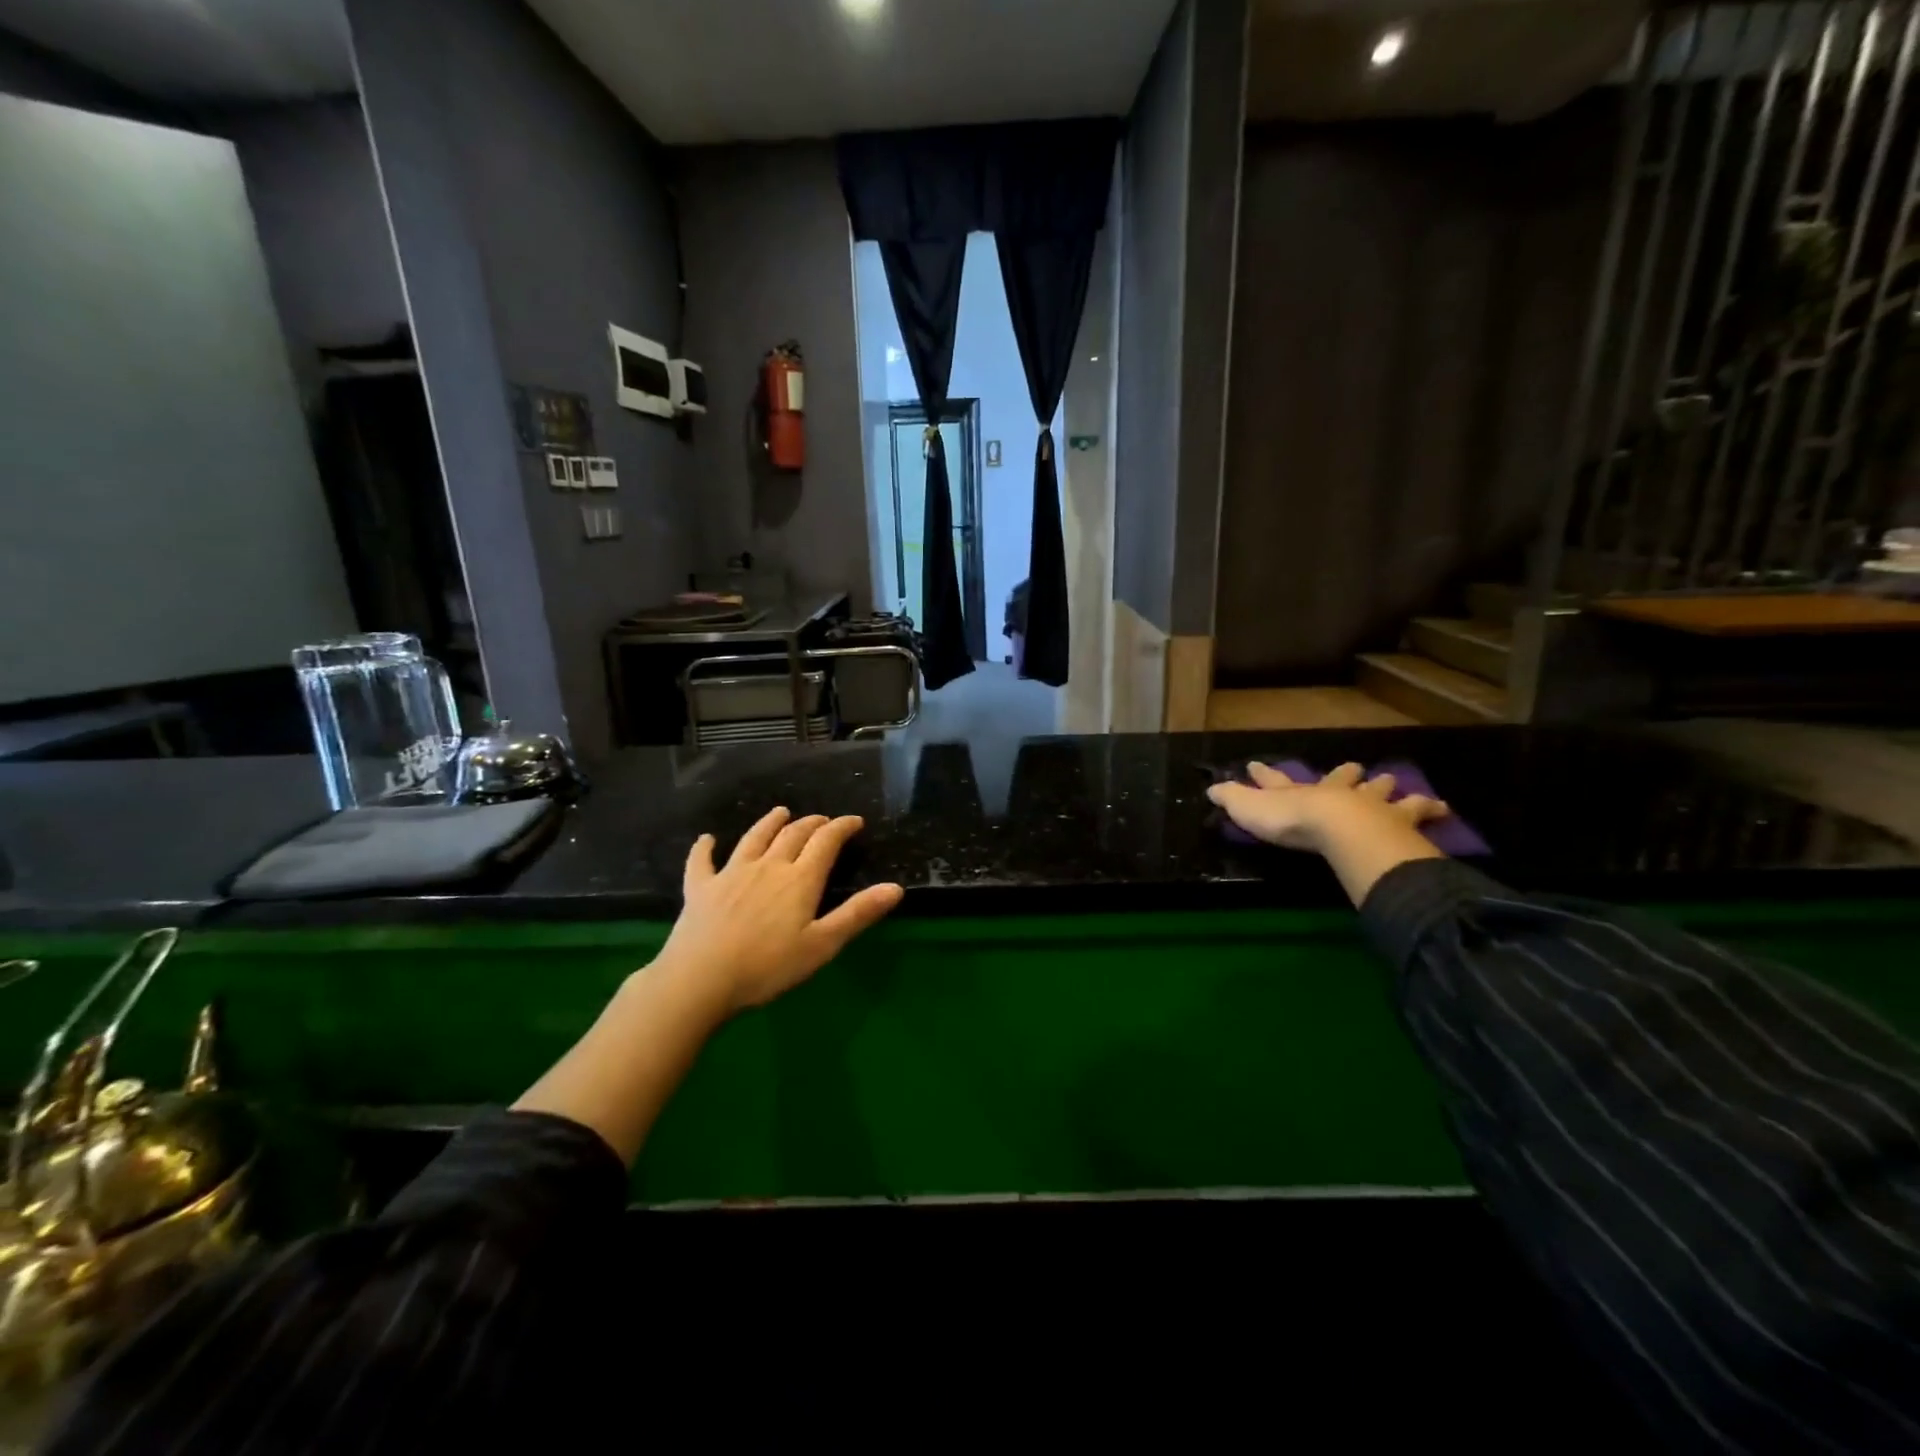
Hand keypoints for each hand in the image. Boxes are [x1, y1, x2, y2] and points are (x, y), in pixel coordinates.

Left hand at [655, 807, 903, 1015]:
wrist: (700, 980)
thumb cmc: (768, 967)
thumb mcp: (822, 945)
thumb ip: (858, 914)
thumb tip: (895, 887)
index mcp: (799, 879)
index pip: (826, 842)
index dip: (842, 827)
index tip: (855, 821)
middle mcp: (768, 866)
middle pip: (792, 834)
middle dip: (811, 824)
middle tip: (822, 821)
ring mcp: (731, 873)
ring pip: (754, 838)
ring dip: (769, 823)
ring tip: (780, 812)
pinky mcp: (700, 887)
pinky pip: (702, 860)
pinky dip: (705, 847)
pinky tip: (707, 839)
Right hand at [1207, 761, 1449, 852]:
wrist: (1341, 830)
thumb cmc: (1292, 821)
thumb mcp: (1250, 810)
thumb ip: (1232, 799)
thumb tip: (1210, 787)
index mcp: (1299, 793)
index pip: (1276, 781)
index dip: (1265, 774)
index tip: (1256, 763)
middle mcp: (1336, 793)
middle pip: (1341, 779)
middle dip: (1345, 775)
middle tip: (1355, 768)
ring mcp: (1370, 805)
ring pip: (1382, 792)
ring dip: (1390, 790)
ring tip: (1404, 787)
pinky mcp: (1398, 822)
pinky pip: (1418, 814)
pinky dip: (1430, 811)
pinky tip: (1443, 811)